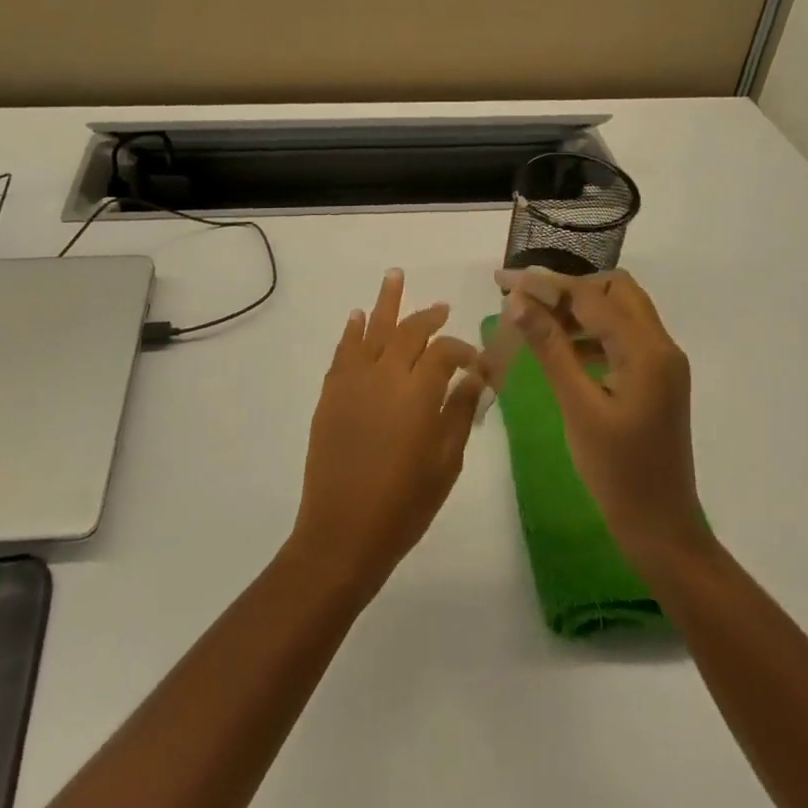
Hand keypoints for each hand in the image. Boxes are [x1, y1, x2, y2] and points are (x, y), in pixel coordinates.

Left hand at [287, 270, 483, 599]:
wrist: (343, 532)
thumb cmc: (404, 504)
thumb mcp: (446, 462)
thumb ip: (460, 412)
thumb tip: (474, 377)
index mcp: (418, 392)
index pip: (444, 352)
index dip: (462, 350)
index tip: (475, 362)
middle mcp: (385, 375)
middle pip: (408, 332)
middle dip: (427, 316)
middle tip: (441, 307)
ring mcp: (353, 382)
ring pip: (371, 329)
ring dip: (385, 302)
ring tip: (394, 275)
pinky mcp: (331, 394)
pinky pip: (343, 351)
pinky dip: (351, 330)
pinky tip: (357, 316)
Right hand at [494, 268, 706, 571]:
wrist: (660, 526)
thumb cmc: (617, 471)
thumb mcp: (578, 406)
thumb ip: (550, 348)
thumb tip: (518, 301)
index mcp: (647, 351)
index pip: (591, 297)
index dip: (545, 284)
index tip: (503, 281)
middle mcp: (661, 346)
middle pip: (615, 290)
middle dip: (567, 288)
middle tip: (524, 301)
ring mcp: (661, 362)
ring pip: (619, 311)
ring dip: (579, 308)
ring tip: (534, 321)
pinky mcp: (654, 377)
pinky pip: (622, 336)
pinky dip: (591, 331)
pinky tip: (560, 347)